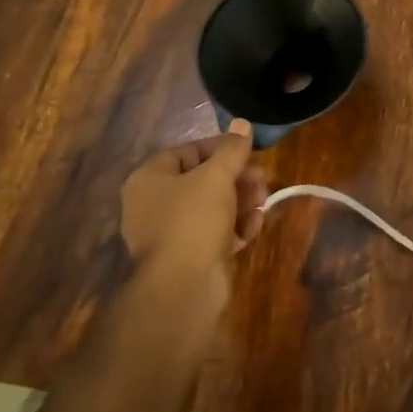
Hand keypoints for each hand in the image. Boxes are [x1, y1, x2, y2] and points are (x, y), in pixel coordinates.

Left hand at [119, 121, 266, 294]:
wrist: (183, 288)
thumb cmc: (194, 220)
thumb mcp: (217, 176)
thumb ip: (231, 149)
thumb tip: (242, 123)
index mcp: (149, 179)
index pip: (187, 151)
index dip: (219, 148)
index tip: (247, 150)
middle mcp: (154, 204)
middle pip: (202, 179)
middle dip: (236, 178)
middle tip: (261, 178)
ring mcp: (170, 233)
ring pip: (211, 207)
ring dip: (241, 201)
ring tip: (263, 202)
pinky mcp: (188, 257)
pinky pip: (213, 232)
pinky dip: (235, 227)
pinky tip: (254, 227)